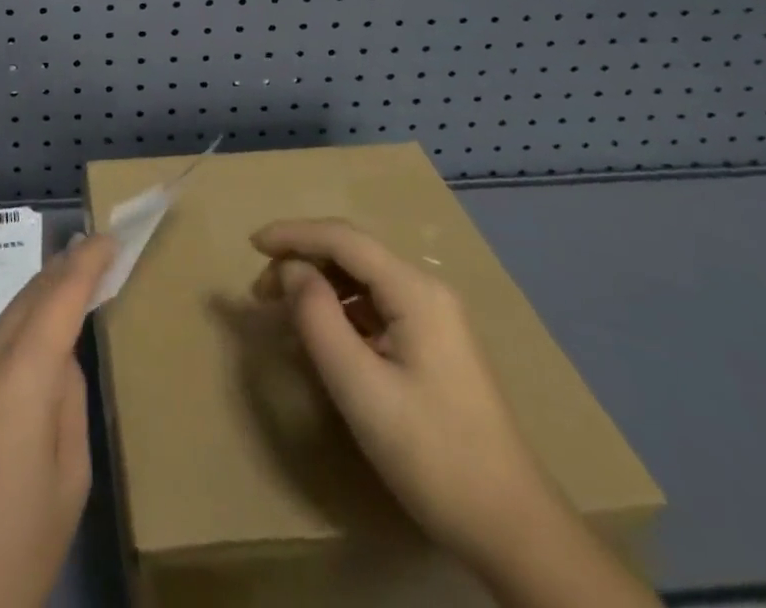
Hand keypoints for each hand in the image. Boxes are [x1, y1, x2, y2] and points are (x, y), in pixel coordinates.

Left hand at [0, 233, 118, 607]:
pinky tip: (3, 395)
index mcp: (18, 382)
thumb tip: (58, 359)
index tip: (106, 238)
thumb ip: (67, 400)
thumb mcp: (70, 480)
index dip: (85, 264)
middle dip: (57, 275)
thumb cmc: (19, 551)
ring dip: (26, 319)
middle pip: (22, 302)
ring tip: (52, 318)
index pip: (58, 300)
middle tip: (86, 255)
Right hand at [251, 218, 558, 567]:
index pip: (342, 238)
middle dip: (302, 260)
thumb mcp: (360, 387)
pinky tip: (322, 335)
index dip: (293, 234)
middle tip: (260, 292)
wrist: (514, 531)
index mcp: (415, 291)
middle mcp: (427, 291)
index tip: (251, 245)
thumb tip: (291, 270)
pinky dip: (340, 309)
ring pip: (363, 279)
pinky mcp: (434, 346)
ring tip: (282, 311)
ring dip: (319, 285)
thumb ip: (318, 318)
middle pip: (353, 253)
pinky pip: (376, 307)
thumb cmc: (432, 454)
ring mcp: (435, 319)